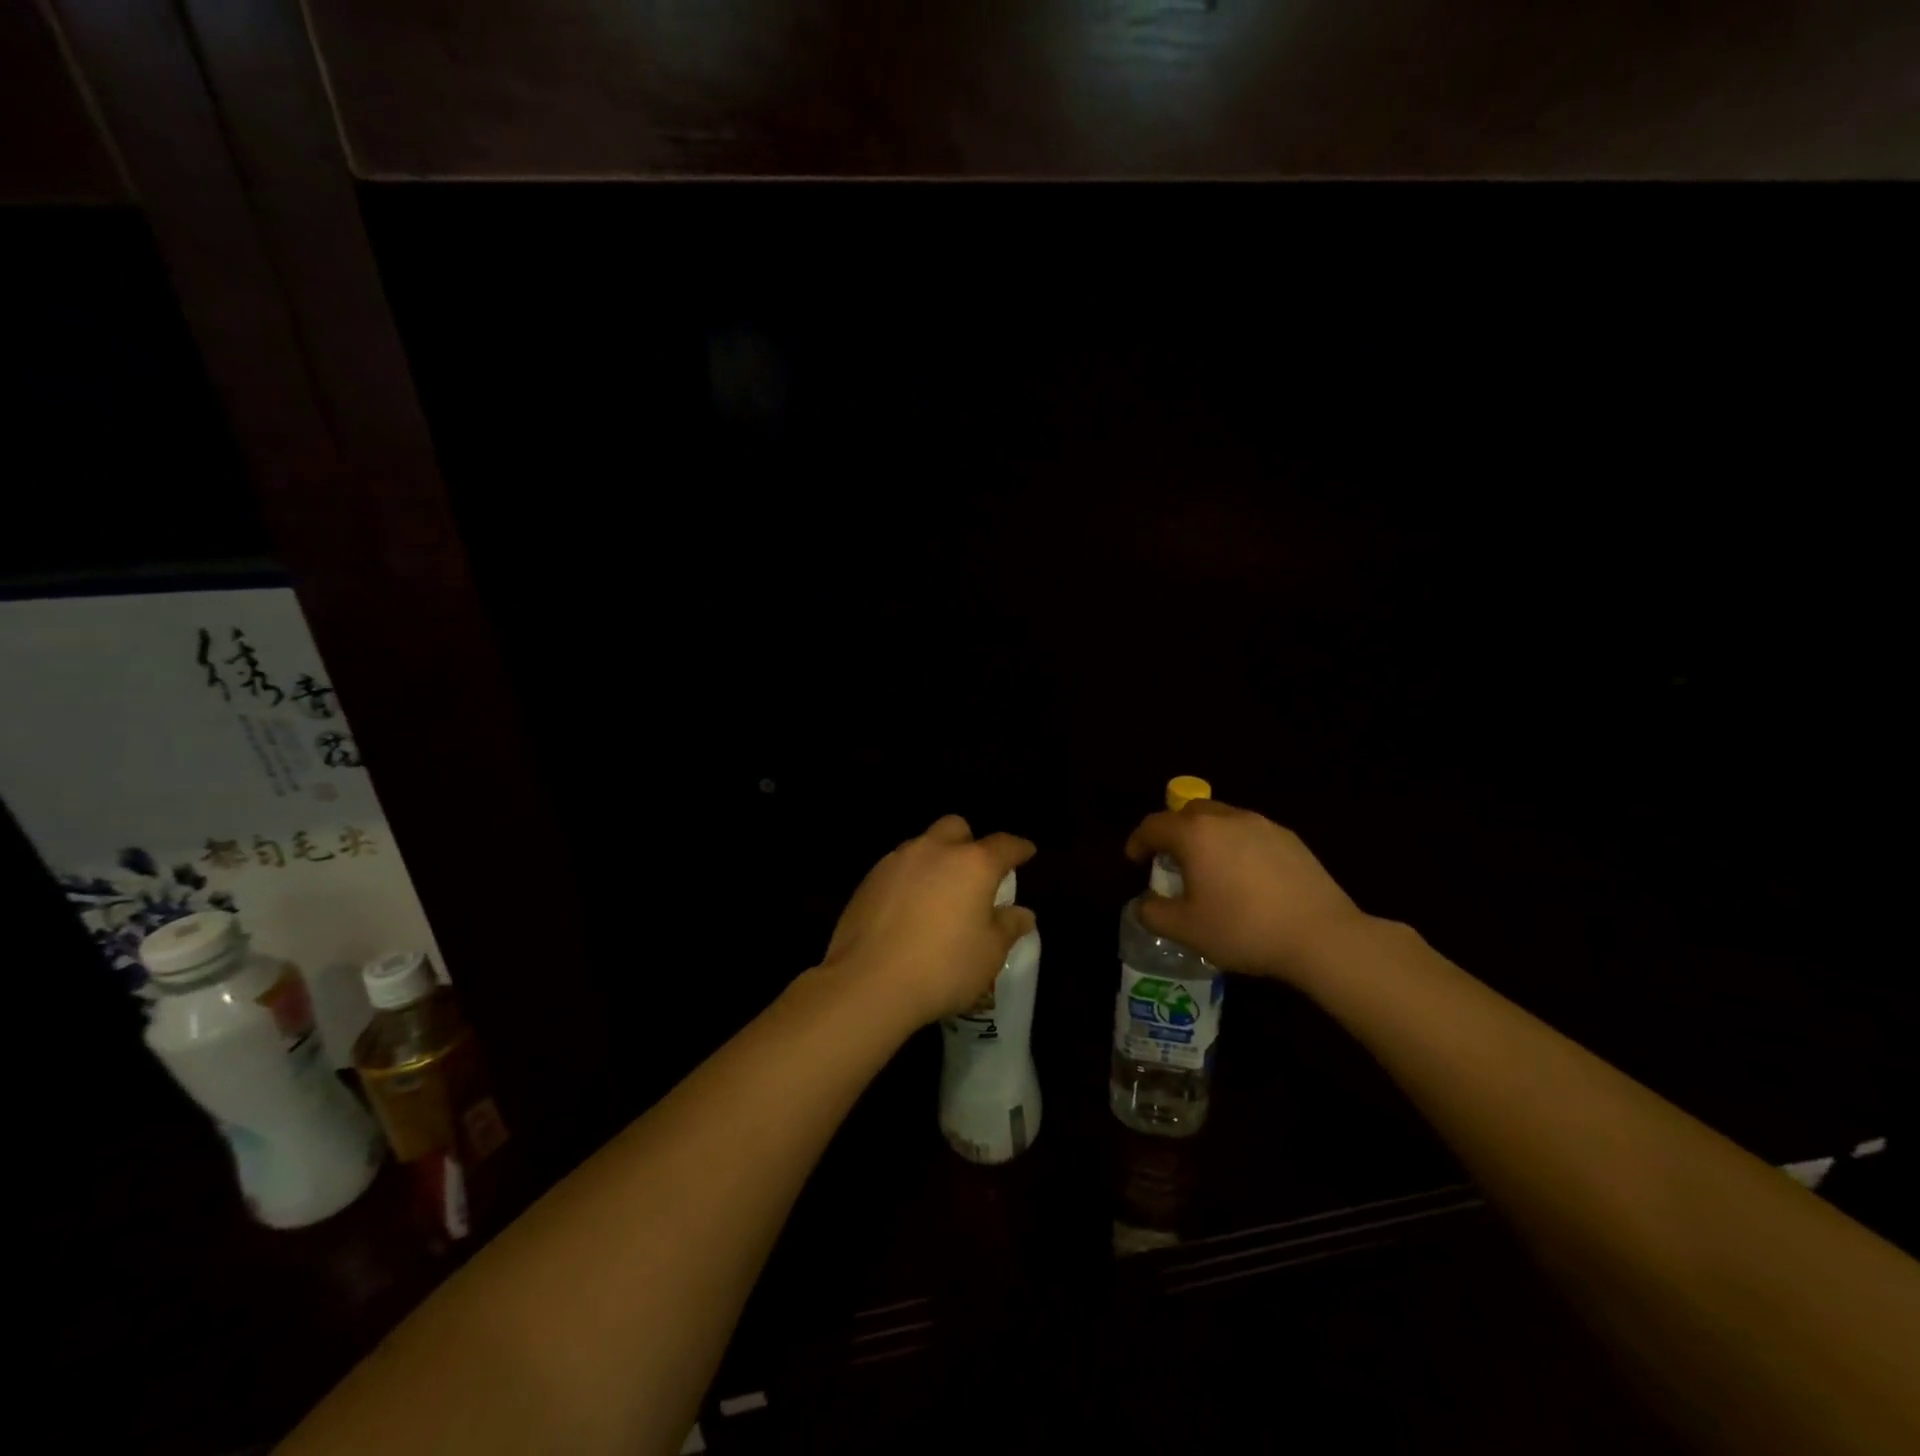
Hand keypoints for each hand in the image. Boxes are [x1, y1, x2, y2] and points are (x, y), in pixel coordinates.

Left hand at [819, 815, 1035, 1031]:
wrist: (868, 982)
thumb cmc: (942, 967)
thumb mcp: (989, 954)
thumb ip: (1008, 927)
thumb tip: (1022, 913)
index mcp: (973, 863)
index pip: (1004, 844)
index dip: (1018, 848)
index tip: (1026, 853)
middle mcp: (934, 851)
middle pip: (956, 828)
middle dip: (969, 843)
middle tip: (975, 873)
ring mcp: (896, 861)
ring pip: (923, 845)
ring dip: (936, 860)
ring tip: (939, 893)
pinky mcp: (869, 880)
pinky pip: (898, 868)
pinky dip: (909, 880)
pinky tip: (908, 909)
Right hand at [1125, 800, 1365, 984]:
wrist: (1321, 936)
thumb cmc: (1243, 929)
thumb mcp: (1186, 930)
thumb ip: (1154, 913)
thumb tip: (1144, 903)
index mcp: (1195, 834)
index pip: (1154, 825)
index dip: (1138, 841)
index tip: (1134, 860)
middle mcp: (1227, 818)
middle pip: (1189, 813)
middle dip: (1174, 832)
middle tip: (1172, 862)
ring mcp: (1263, 825)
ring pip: (1222, 820)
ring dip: (1207, 837)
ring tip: (1210, 870)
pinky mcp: (1291, 839)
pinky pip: (1250, 833)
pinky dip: (1237, 846)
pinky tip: (1247, 879)